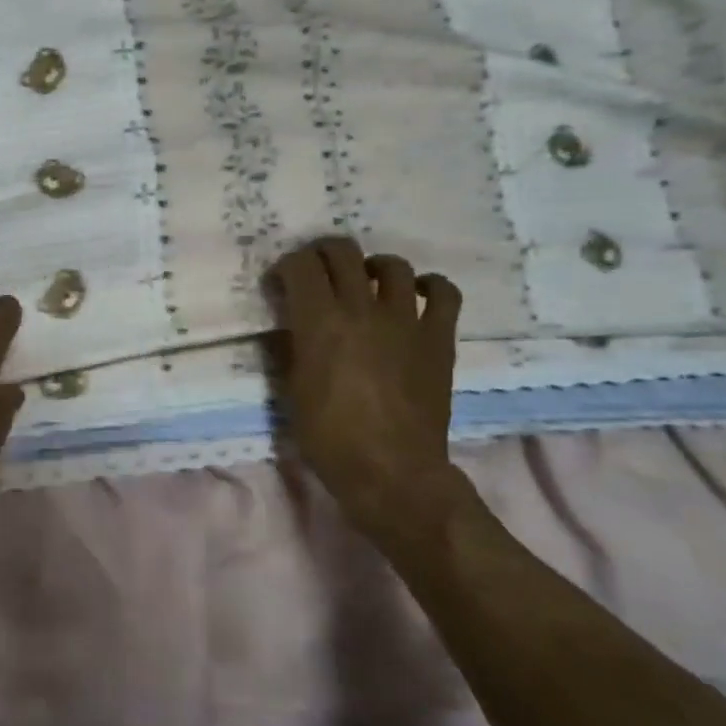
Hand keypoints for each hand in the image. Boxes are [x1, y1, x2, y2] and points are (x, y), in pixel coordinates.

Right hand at [268, 237, 477, 553]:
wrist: (392, 473)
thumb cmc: (329, 437)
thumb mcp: (292, 388)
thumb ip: (291, 346)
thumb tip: (290, 323)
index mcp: (319, 321)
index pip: (300, 265)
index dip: (287, 266)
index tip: (282, 283)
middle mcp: (362, 309)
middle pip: (343, 252)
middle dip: (323, 253)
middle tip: (316, 272)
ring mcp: (405, 321)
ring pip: (393, 265)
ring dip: (372, 267)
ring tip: (365, 282)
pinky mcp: (438, 338)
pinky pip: (444, 294)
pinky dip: (430, 286)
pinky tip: (417, 295)